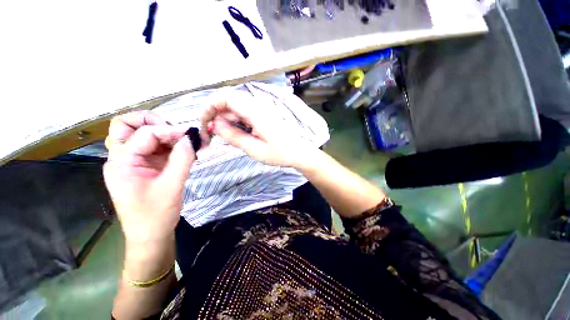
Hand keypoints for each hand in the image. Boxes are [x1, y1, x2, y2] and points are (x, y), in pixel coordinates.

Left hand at [103, 111, 194, 243]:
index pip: (145, 134)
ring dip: (165, 134)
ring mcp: (134, 162)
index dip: (170, 130)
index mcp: (121, 162)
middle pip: (128, 125)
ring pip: (143, 134)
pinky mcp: (146, 166)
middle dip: (154, 123)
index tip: (193, 134)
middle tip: (177, 132)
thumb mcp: (172, 186)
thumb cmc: (156, 215)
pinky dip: (171, 145)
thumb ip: (182, 159)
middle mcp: (123, 158)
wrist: (151, 236)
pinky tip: (186, 152)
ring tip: (186, 142)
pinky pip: (156, 147)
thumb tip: (192, 137)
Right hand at [200, 91, 316, 167]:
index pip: (226, 97)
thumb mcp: (255, 149)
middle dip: (216, 116)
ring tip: (226, 138)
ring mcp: (261, 110)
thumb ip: (234, 136)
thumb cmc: (281, 153)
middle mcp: (258, 106)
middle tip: (212, 136)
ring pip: (236, 109)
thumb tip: (215, 125)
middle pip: (229, 102)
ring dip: (226, 121)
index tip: (204, 123)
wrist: (300, 153)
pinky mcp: (263, 115)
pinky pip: (244, 114)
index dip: (210, 106)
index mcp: (255, 112)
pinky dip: (236, 123)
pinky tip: (238, 135)